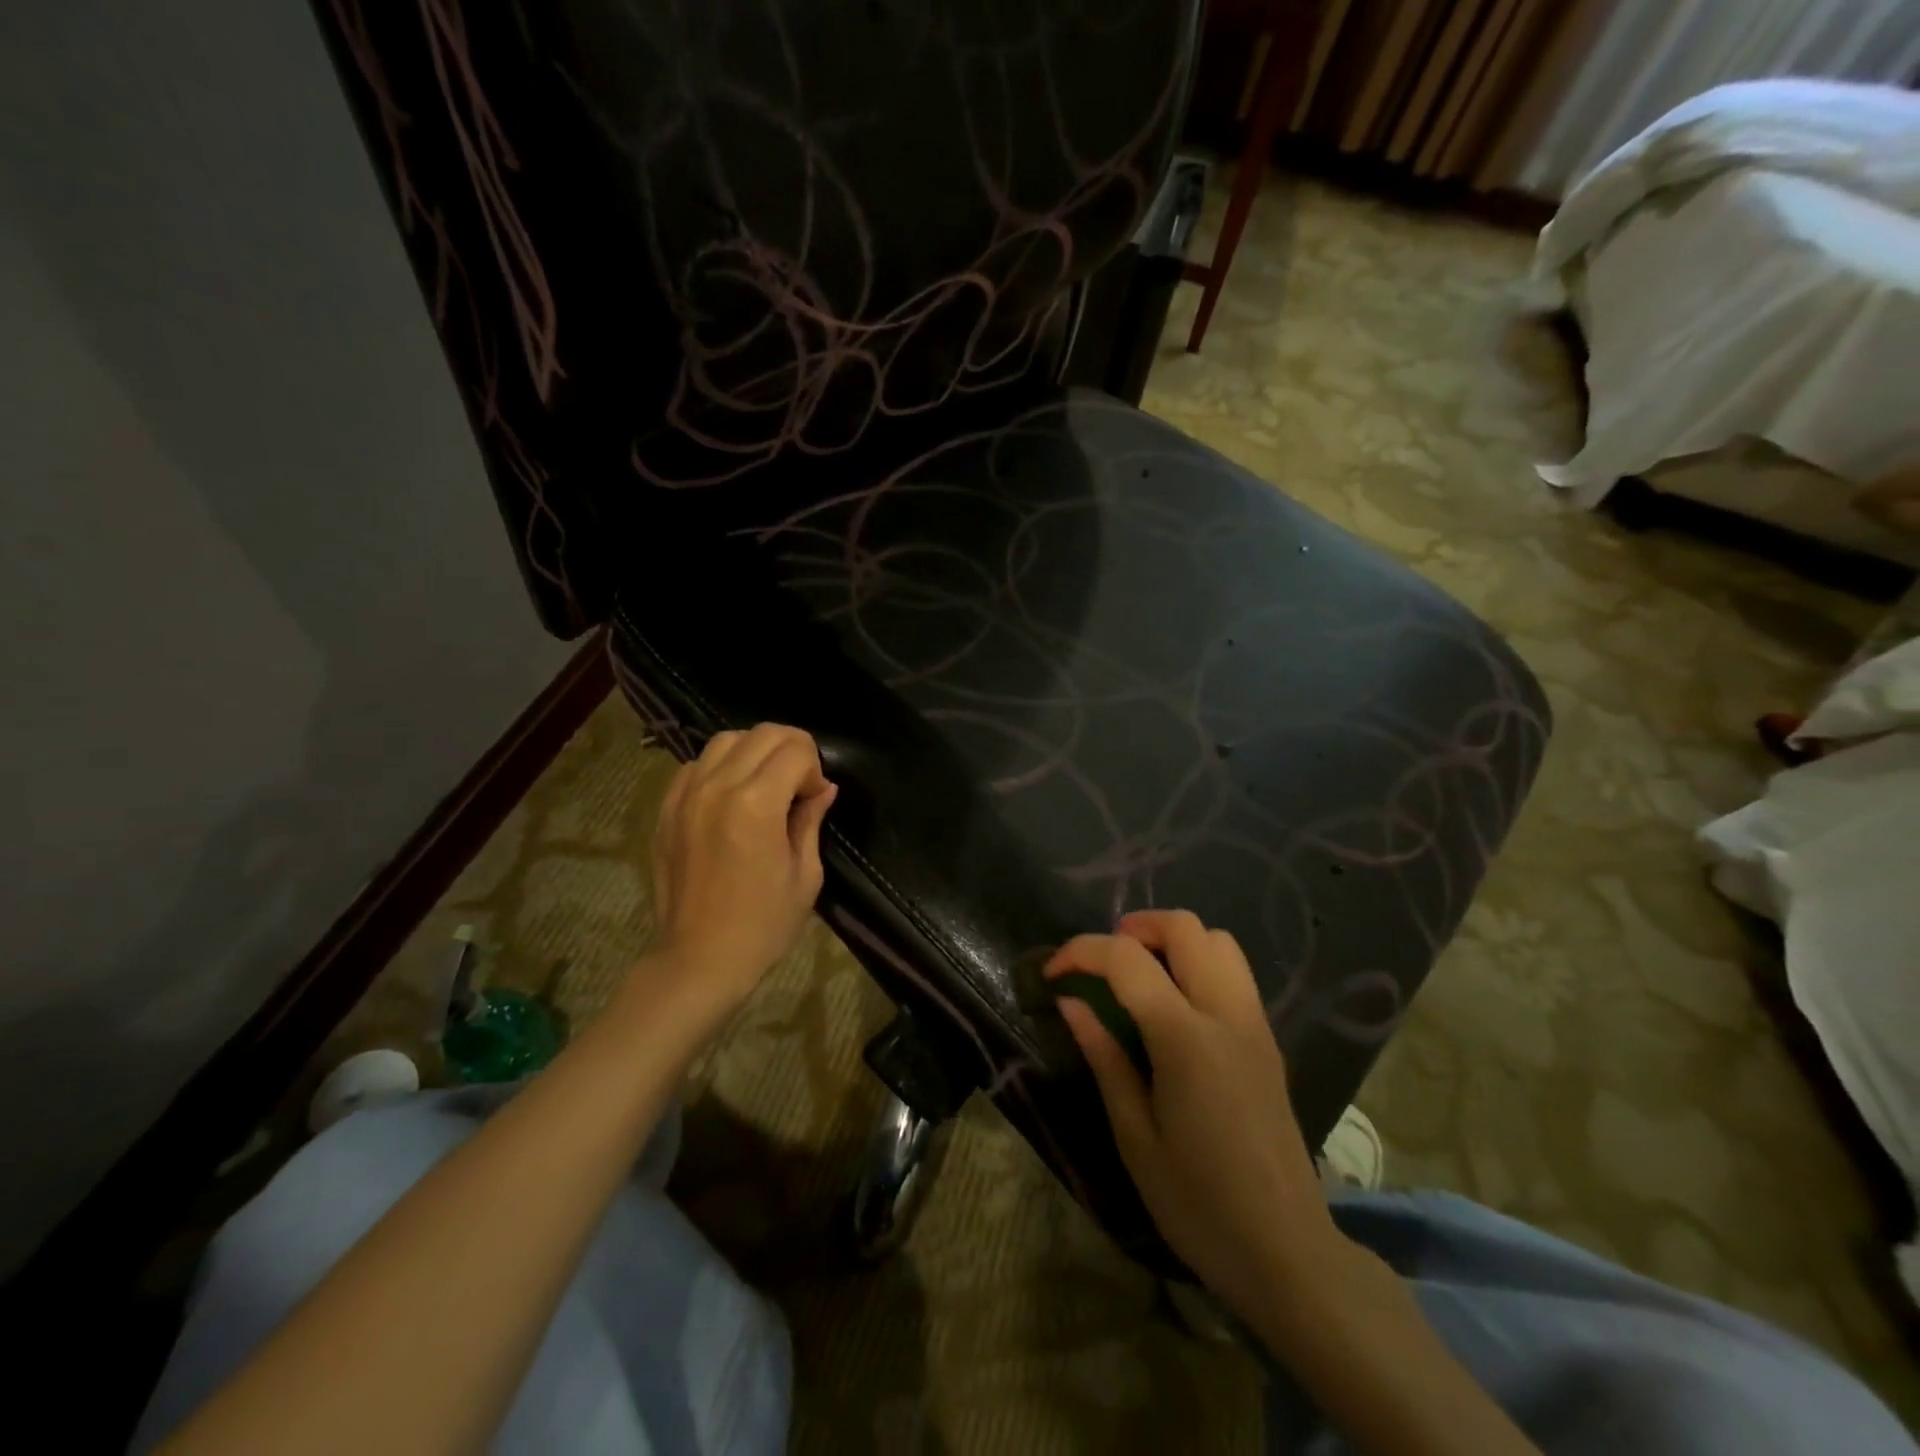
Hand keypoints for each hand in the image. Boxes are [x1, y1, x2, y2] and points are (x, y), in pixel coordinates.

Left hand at [647, 724, 837, 1016]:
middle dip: (791, 749)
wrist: (700, 959)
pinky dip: (721, 767)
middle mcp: (717, 787)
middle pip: (762, 733)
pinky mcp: (666, 809)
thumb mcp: (805, 874)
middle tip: (799, 785)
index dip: (815, 769)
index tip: (815, 799)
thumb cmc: (764, 924)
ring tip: (765, 785)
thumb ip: (811, 820)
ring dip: (755, 752)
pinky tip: (731, 797)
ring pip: (726, 740)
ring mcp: (685, 795)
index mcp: (756, 804)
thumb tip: (824, 788)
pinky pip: (696, 765)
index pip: (795, 749)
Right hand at [1046, 910, 1342, 1324]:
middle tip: (1101, 961)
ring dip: (1172, 939)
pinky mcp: (1268, 1039)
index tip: (1052, 974)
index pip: (1128, 959)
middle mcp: (1226, 1015)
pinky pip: (1234, 971)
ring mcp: (1254, 1023)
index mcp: (1186, 1039)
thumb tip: (1072, 1003)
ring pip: (1218, 940)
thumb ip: (1105, 1057)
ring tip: (1139, 973)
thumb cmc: (1198, 1203)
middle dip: (1133, 927)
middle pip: (1185, 927)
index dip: (1082, 952)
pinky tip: (1175, 1004)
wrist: (1287, 1252)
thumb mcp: (1134, 1136)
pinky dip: (1198, 962)